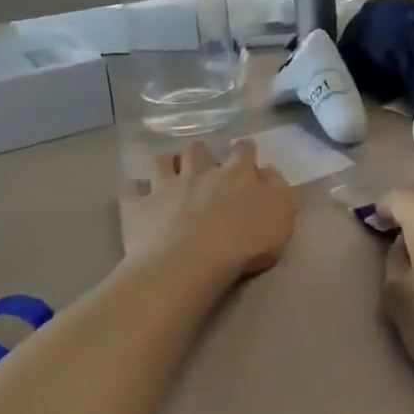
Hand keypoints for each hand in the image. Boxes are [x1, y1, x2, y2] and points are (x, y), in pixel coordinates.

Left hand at [120, 142, 298, 281]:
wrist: (189, 263)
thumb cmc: (243, 243)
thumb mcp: (282, 217)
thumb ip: (280, 191)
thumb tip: (269, 173)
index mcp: (237, 174)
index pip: (243, 151)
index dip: (245, 150)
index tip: (246, 153)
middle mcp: (200, 172)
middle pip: (199, 150)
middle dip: (202, 153)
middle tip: (204, 165)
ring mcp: (166, 187)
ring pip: (162, 161)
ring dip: (167, 163)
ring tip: (170, 172)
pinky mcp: (139, 206)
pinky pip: (131, 190)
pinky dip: (134, 190)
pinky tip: (136, 195)